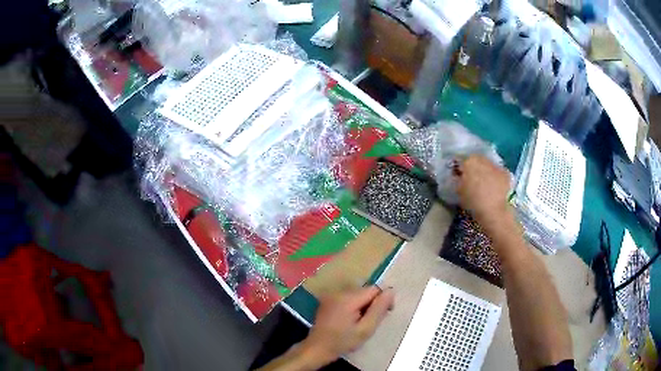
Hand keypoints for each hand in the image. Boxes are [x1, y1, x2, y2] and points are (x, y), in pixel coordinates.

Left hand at [300, 286, 393, 366]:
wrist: (317, 348)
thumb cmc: (342, 341)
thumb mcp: (365, 329)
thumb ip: (379, 310)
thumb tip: (391, 291)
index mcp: (348, 298)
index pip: (375, 289)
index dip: (383, 300)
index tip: (384, 315)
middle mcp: (339, 292)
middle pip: (366, 290)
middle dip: (372, 304)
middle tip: (370, 322)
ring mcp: (332, 295)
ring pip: (358, 294)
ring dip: (363, 305)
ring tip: (360, 322)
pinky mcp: (328, 300)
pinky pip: (348, 297)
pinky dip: (353, 306)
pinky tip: (350, 320)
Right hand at [456, 155, 513, 231]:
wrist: (493, 210)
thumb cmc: (472, 201)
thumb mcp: (459, 190)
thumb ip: (458, 179)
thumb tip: (459, 176)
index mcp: (469, 161)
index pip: (462, 160)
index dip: (461, 168)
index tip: (460, 176)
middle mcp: (483, 159)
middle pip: (476, 160)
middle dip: (474, 167)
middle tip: (472, 179)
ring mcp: (495, 165)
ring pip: (488, 165)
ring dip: (485, 171)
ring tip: (484, 184)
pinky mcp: (505, 173)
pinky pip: (498, 172)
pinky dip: (495, 177)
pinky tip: (494, 187)